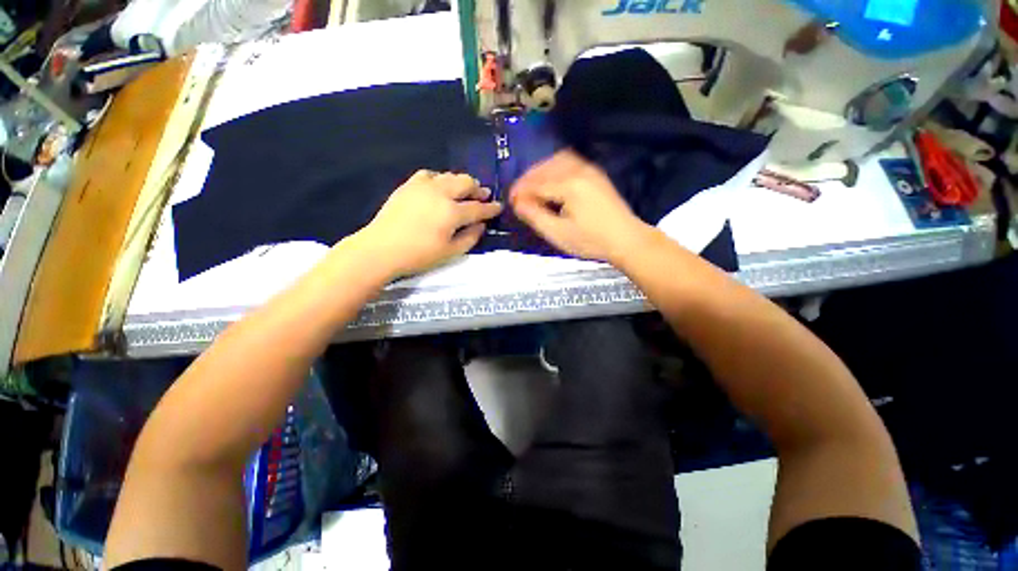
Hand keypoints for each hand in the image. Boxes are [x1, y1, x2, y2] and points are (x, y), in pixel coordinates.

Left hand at [352, 170, 502, 276]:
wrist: (381, 248)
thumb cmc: (419, 255)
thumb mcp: (450, 252)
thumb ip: (470, 237)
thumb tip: (481, 225)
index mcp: (452, 212)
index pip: (478, 208)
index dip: (491, 208)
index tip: (499, 206)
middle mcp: (440, 193)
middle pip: (465, 183)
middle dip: (477, 189)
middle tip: (483, 195)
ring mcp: (423, 186)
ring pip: (449, 176)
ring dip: (461, 182)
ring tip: (464, 191)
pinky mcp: (409, 185)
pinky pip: (430, 174)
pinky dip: (440, 179)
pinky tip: (440, 187)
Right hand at [510, 150, 648, 261]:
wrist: (626, 239)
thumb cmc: (591, 240)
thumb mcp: (558, 234)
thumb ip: (535, 216)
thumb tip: (517, 202)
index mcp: (569, 185)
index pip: (536, 183)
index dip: (520, 191)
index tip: (510, 201)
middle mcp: (579, 170)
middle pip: (545, 167)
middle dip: (527, 179)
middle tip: (518, 195)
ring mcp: (589, 169)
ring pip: (556, 160)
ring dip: (540, 171)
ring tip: (532, 188)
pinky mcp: (595, 174)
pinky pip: (569, 161)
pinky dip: (554, 168)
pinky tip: (551, 181)